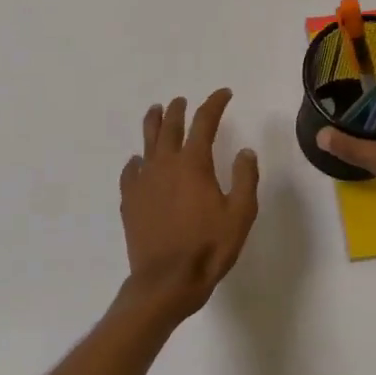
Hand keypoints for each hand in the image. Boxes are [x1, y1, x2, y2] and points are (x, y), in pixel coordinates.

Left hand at [119, 89, 260, 320]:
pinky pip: (131, 172)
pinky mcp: (130, 201)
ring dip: (153, 123)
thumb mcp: (240, 214)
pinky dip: (136, 161)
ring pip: (146, 142)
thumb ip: (245, 179)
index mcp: (194, 164)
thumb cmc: (209, 248)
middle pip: (170, 126)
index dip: (215, 104)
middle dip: (179, 110)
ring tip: (155, 112)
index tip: (224, 94)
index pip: (205, 122)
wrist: (167, 280)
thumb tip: (245, 151)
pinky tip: (138, 162)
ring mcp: (143, 182)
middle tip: (183, 101)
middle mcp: (165, 165)